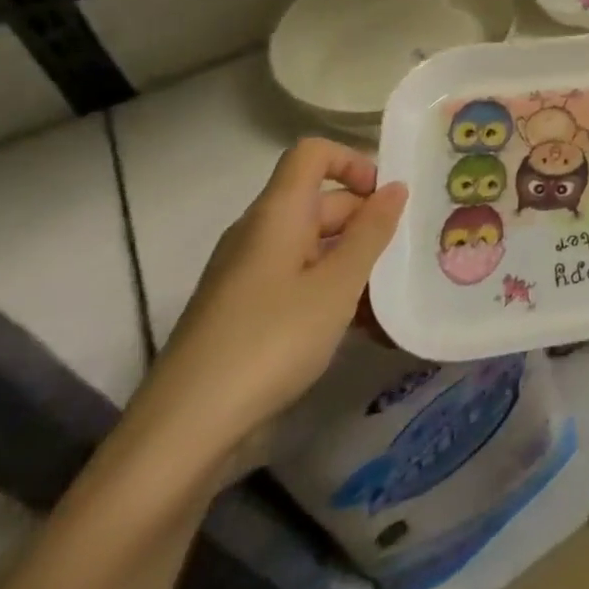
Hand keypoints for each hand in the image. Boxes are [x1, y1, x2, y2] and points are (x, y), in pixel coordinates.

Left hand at [131, 139, 407, 468]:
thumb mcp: (337, 285)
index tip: (387, 197)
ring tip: (392, 298)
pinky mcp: (244, 313)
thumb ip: (371, 232)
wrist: (183, 434)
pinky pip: (299, 282)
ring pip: (314, 247)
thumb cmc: (270, 342)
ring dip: (355, 263)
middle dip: (367, 221)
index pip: (312, 154)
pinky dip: (332, 293)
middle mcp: (258, 235)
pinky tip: (364, 329)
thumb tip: (395, 188)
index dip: (353, 161)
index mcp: (276, 214)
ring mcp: (248, 275)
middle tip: (405, 254)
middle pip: (321, 202)